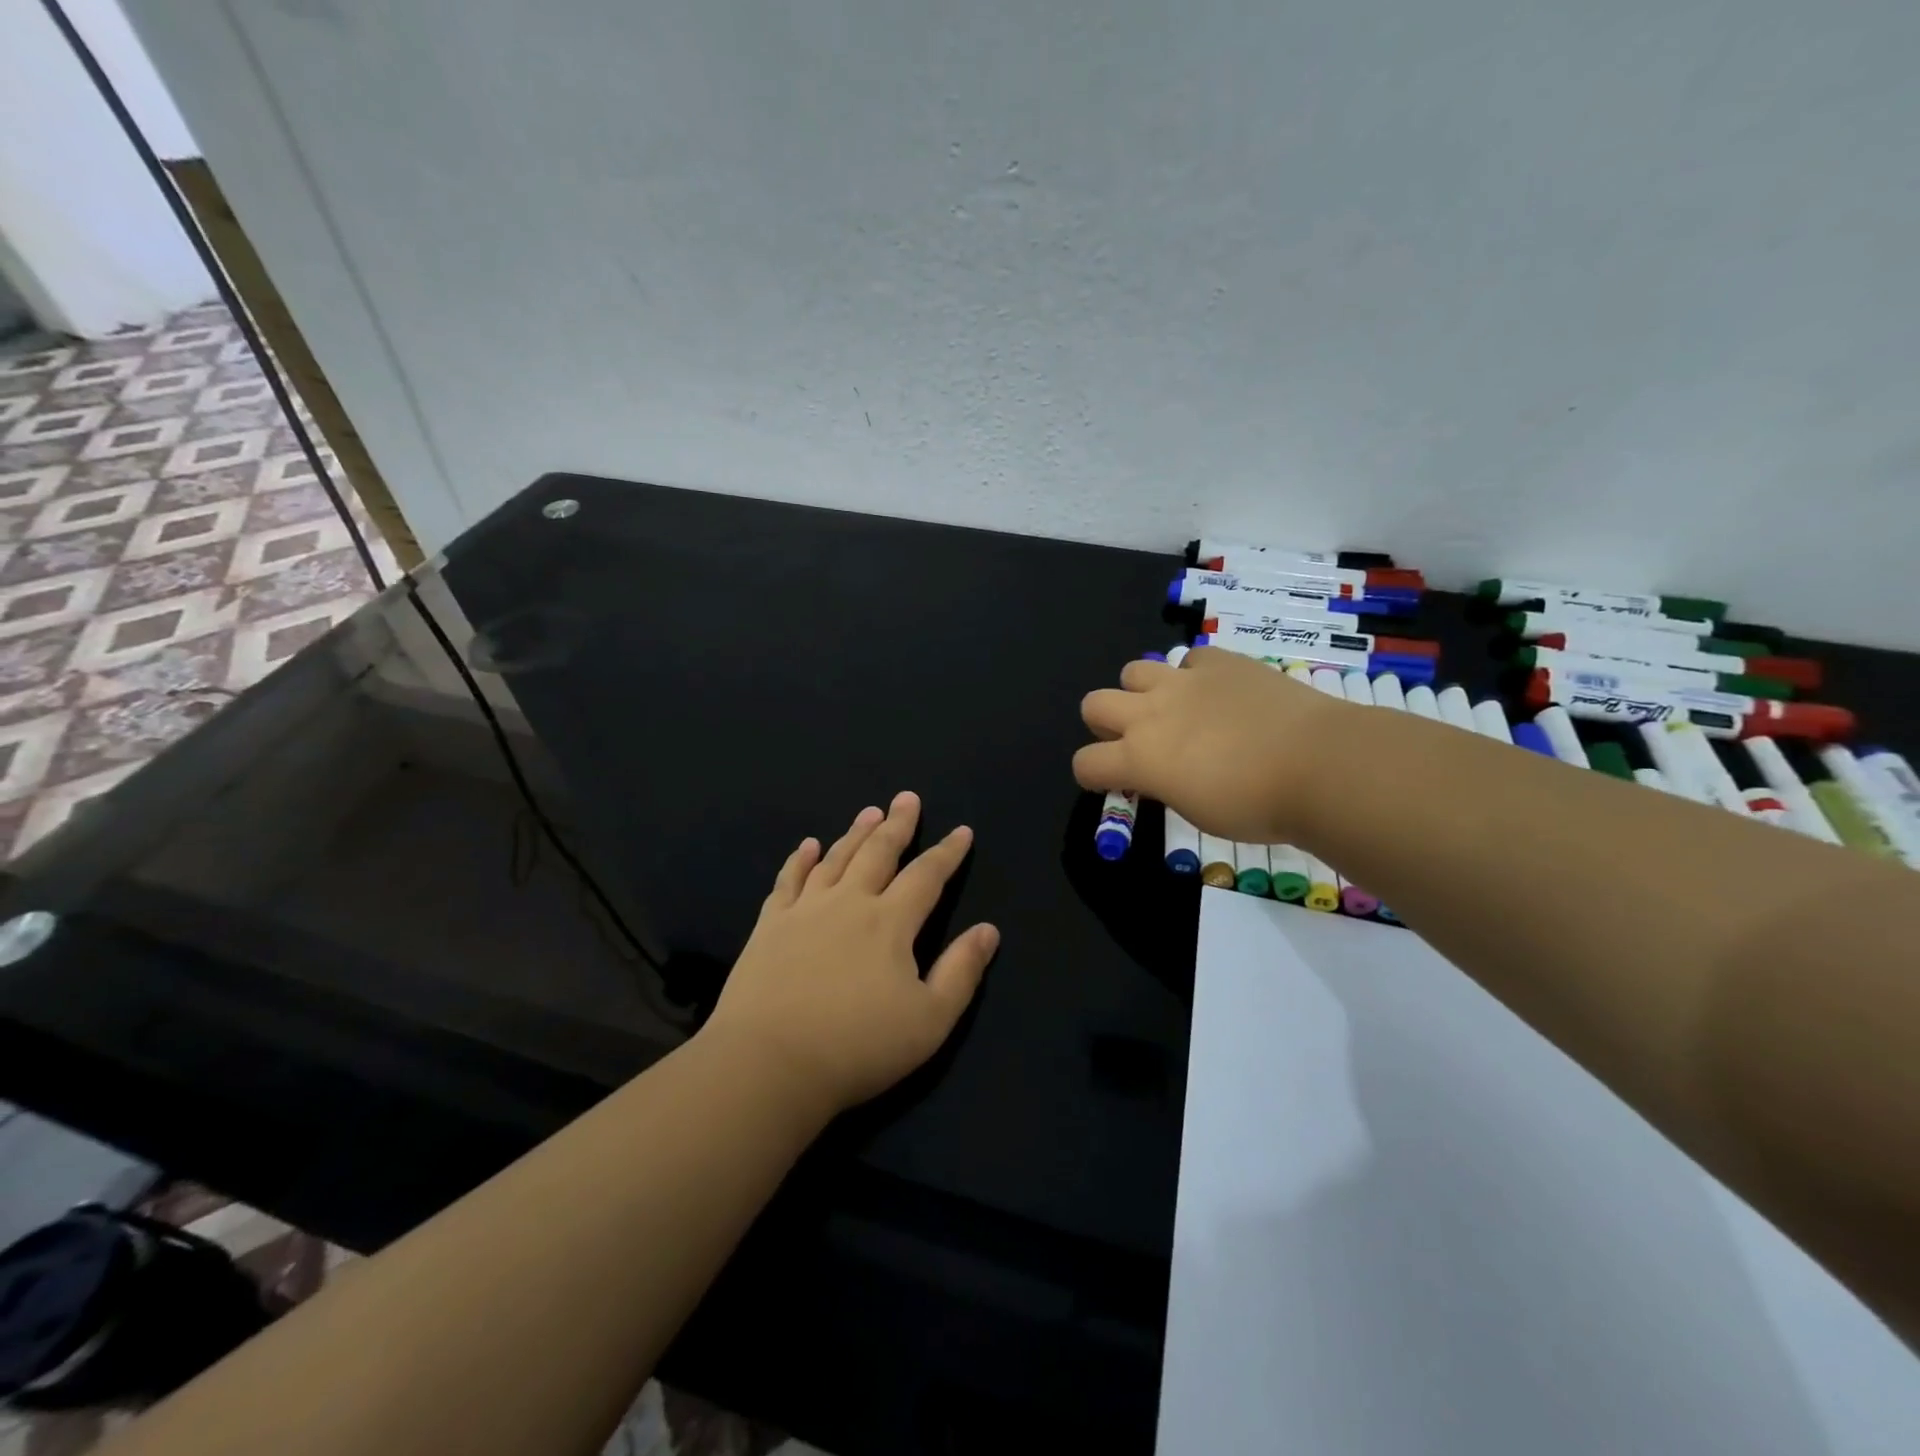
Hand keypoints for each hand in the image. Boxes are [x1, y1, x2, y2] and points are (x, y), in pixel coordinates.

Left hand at [701, 792, 999, 1116]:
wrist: (769, 1063)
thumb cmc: (857, 1047)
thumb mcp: (929, 1020)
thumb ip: (961, 971)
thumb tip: (989, 930)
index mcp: (890, 923)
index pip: (926, 876)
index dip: (947, 852)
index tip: (962, 831)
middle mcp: (849, 903)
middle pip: (878, 853)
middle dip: (897, 824)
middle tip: (907, 797)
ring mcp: (805, 910)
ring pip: (836, 859)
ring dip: (855, 833)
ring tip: (869, 812)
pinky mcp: (770, 926)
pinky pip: (788, 881)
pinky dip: (800, 859)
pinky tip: (808, 845)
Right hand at [1074, 648, 1348, 842]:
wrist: (1318, 764)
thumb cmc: (1256, 806)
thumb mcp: (1197, 811)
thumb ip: (1165, 785)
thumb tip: (1161, 773)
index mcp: (1139, 758)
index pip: (1085, 763)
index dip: (1092, 775)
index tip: (1112, 782)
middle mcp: (1150, 713)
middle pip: (1094, 704)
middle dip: (1105, 723)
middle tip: (1136, 740)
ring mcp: (1184, 681)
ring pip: (1133, 671)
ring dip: (1142, 692)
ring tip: (1173, 709)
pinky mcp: (1220, 661)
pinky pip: (1190, 658)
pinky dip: (1194, 674)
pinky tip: (1217, 692)